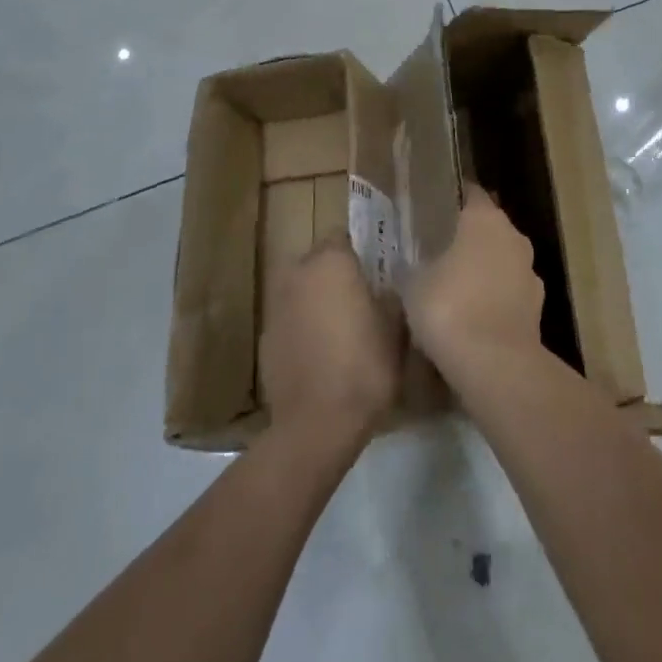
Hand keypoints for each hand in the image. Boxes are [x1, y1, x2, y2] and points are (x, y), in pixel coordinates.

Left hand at [259, 238, 401, 443]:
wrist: (315, 424)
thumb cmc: (364, 366)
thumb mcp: (395, 329)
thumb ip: (390, 299)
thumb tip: (386, 290)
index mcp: (331, 262)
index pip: (341, 237)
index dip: (357, 253)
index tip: (373, 273)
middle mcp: (298, 273)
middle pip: (317, 262)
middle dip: (334, 276)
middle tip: (358, 300)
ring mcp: (277, 306)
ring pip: (301, 291)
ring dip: (315, 301)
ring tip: (339, 330)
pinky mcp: (265, 338)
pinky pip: (289, 321)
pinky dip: (301, 330)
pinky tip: (318, 356)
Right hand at [406, 184, 544, 376]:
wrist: (494, 365)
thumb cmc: (449, 307)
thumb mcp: (413, 285)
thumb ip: (411, 268)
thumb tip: (405, 266)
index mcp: (484, 219)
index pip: (471, 195)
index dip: (455, 200)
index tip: (437, 209)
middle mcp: (513, 237)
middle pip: (490, 228)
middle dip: (470, 239)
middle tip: (442, 252)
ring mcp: (530, 273)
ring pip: (504, 262)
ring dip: (486, 271)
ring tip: (458, 290)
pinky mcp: (538, 309)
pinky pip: (511, 295)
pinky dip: (497, 301)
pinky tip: (476, 319)